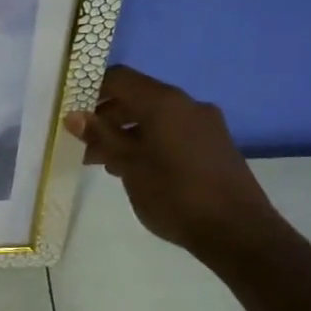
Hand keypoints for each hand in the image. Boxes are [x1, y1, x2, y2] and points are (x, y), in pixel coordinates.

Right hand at [64, 65, 278, 253]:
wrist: (239, 232)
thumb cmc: (175, 194)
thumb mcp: (128, 165)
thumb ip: (100, 136)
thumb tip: (74, 115)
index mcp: (164, 102)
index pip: (119, 78)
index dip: (91, 89)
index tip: (71, 110)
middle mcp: (187, 104)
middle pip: (137, 97)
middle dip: (107, 117)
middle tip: (84, 143)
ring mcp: (206, 124)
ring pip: (155, 117)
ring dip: (127, 133)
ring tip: (107, 162)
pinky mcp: (215, 145)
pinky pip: (173, 132)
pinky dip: (150, 142)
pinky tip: (137, 170)